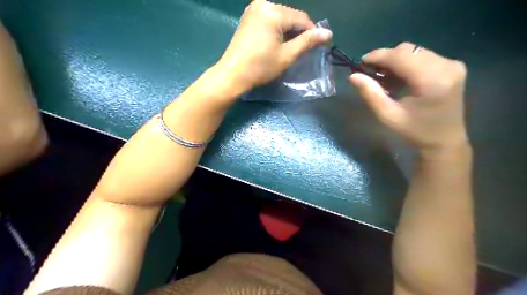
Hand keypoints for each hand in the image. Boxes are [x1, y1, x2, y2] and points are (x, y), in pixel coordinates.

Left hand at [214, 0, 329, 93]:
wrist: (232, 75)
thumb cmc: (260, 67)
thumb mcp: (287, 55)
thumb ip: (307, 42)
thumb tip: (328, 33)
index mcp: (273, 11)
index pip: (302, 18)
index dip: (312, 32)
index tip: (318, 47)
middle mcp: (263, 4)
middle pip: (291, 16)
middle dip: (299, 32)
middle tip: (302, 50)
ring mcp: (253, 10)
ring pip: (281, 18)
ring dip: (288, 32)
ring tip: (289, 49)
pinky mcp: (248, 18)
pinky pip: (270, 20)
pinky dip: (277, 30)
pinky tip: (277, 44)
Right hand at [349, 41, 468, 155]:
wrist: (445, 141)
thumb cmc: (415, 132)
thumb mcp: (388, 116)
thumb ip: (371, 94)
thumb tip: (353, 76)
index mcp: (432, 80)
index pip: (401, 56)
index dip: (379, 56)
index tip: (361, 63)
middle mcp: (446, 66)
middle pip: (408, 50)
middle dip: (386, 58)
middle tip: (370, 73)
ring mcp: (452, 65)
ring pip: (415, 51)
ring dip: (395, 60)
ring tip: (383, 77)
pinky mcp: (453, 66)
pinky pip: (423, 56)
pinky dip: (406, 63)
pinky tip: (398, 77)